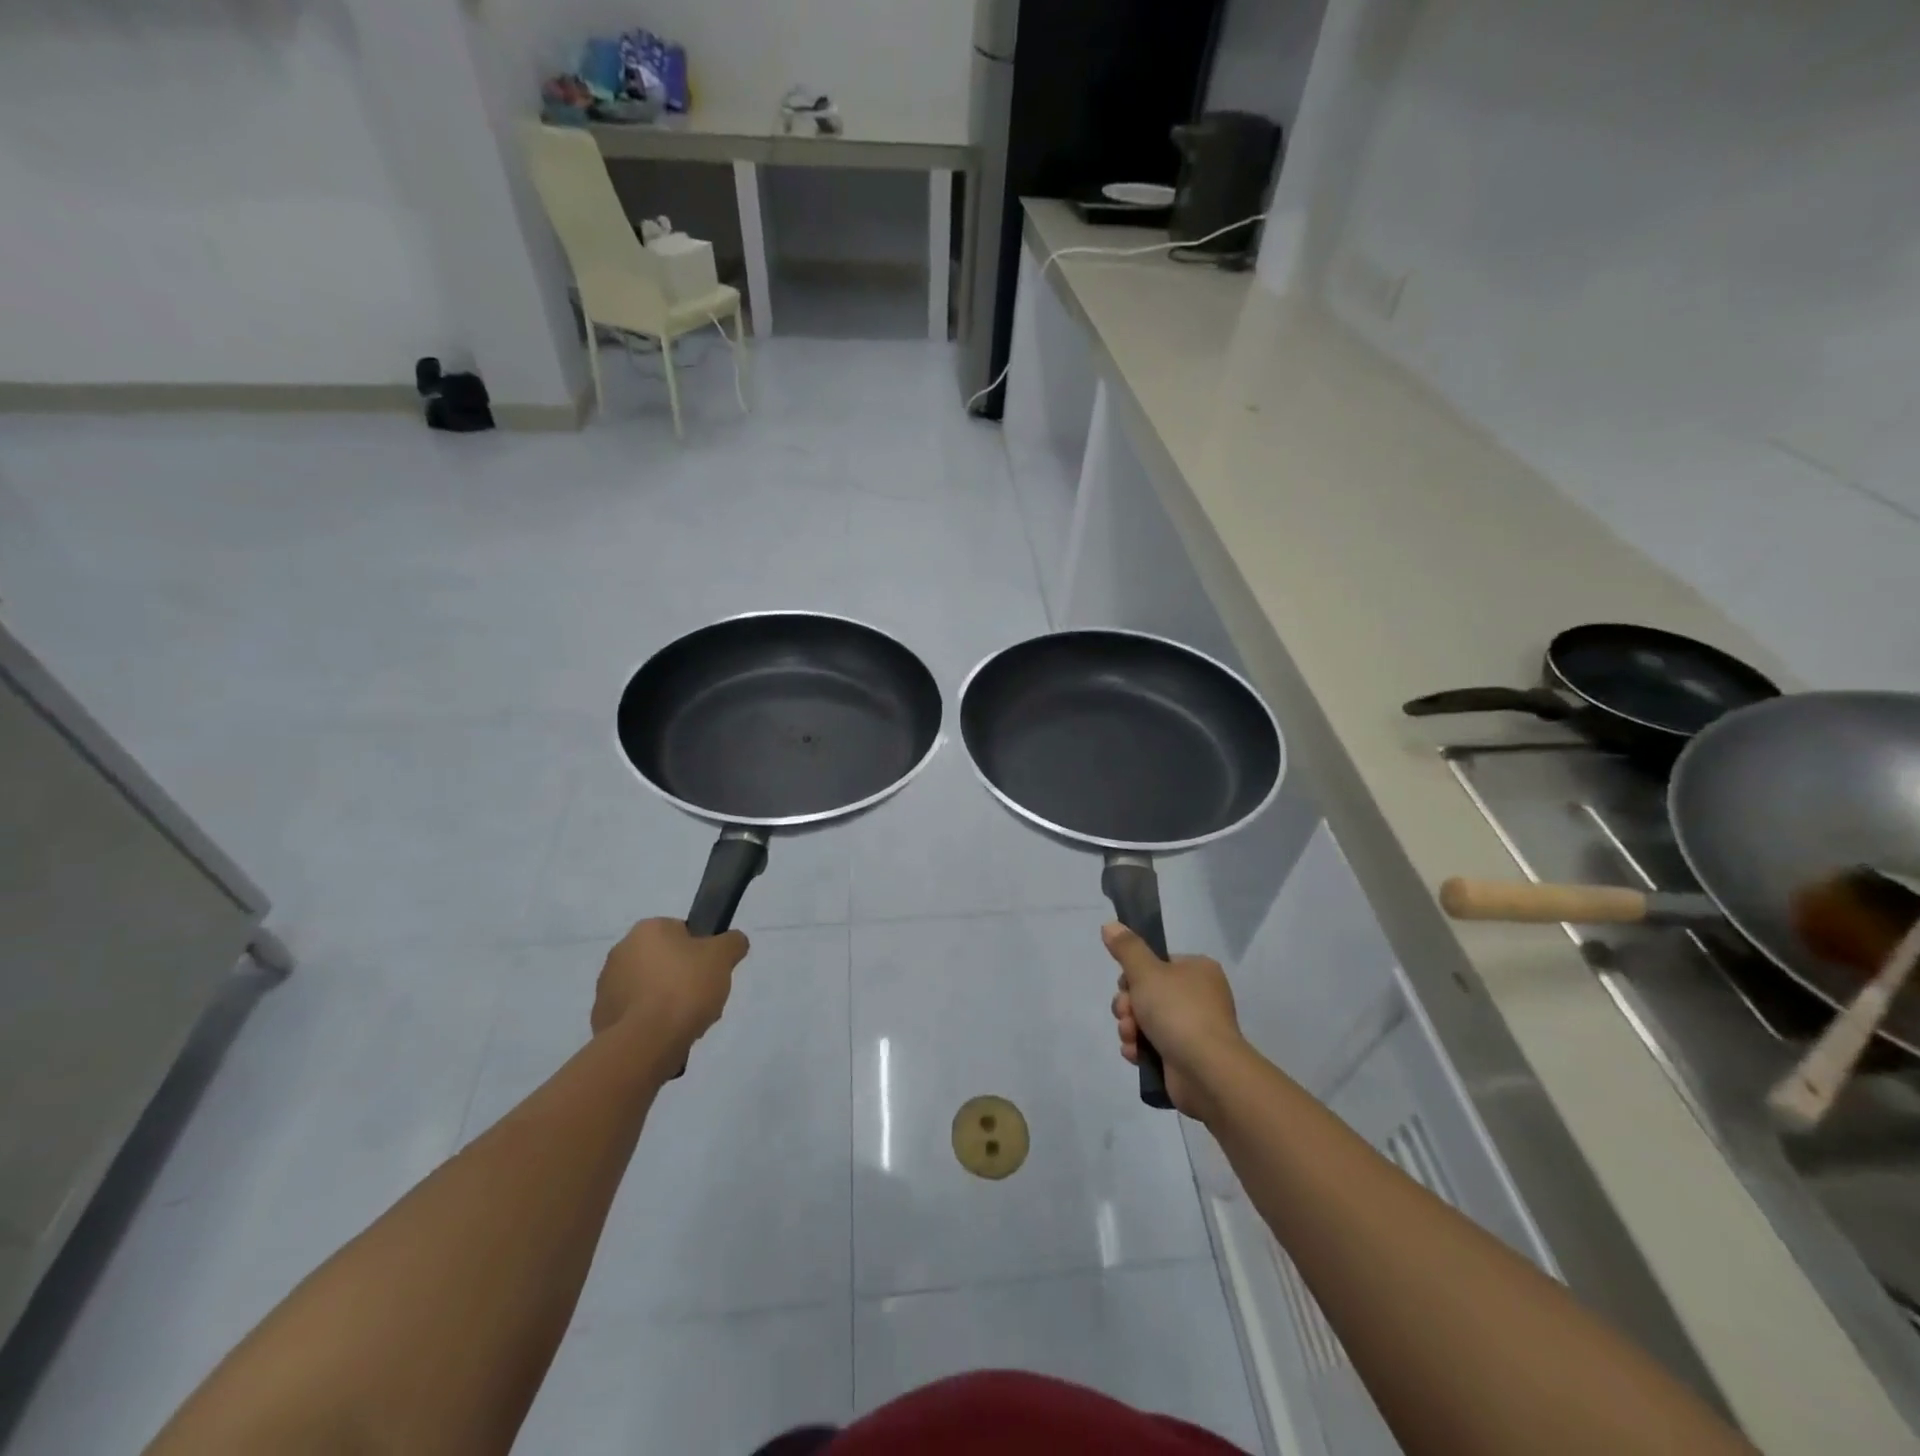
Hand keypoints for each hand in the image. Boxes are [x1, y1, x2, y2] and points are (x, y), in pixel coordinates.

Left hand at [594, 919, 749, 1060]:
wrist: (645, 1042)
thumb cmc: (685, 988)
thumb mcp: (723, 956)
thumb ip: (733, 942)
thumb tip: (733, 942)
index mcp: (648, 929)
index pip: (683, 933)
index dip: (702, 953)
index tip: (712, 973)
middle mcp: (621, 950)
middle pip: (666, 961)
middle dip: (685, 979)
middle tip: (703, 999)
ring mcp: (607, 985)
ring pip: (651, 989)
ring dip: (667, 1002)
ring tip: (687, 1024)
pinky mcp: (601, 1017)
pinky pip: (636, 1014)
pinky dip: (650, 1022)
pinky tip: (666, 1036)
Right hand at [1103, 923, 1243, 1119]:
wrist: (1206, 1071)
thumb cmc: (1178, 1011)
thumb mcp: (1146, 972)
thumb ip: (1126, 948)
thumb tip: (1110, 925)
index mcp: (1197, 970)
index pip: (1156, 964)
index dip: (1133, 975)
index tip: (1126, 986)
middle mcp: (1198, 996)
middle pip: (1146, 992)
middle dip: (1128, 1005)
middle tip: (1127, 1014)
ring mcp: (1193, 1028)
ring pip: (1145, 1019)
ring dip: (1130, 1027)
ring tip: (1131, 1037)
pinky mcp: (1184, 1056)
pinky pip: (1152, 1045)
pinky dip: (1140, 1048)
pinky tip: (1135, 1054)